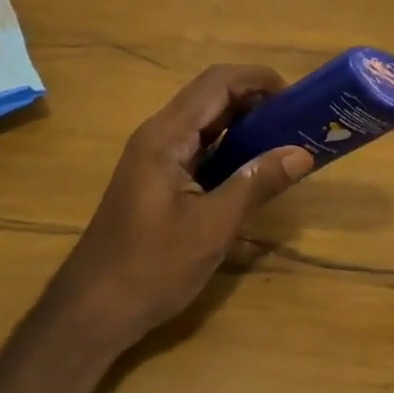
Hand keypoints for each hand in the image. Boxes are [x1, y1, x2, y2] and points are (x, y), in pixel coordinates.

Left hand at [51, 65, 313, 351]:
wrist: (91, 313)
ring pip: (206, 123)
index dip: (258, 79)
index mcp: (167, 136)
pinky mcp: (158, 180)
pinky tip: (254, 172)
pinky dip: (230, 150)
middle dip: (256, 101)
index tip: (295, 98)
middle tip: (296, 122)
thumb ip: (257, 183)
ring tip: (284, 142)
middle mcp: (159, 136)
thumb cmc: (151, 267)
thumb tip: (302, 153)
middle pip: (212, 97)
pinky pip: (199, 149)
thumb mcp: (213, 227)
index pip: (217, 83)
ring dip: (244, 125)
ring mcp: (156, 158)